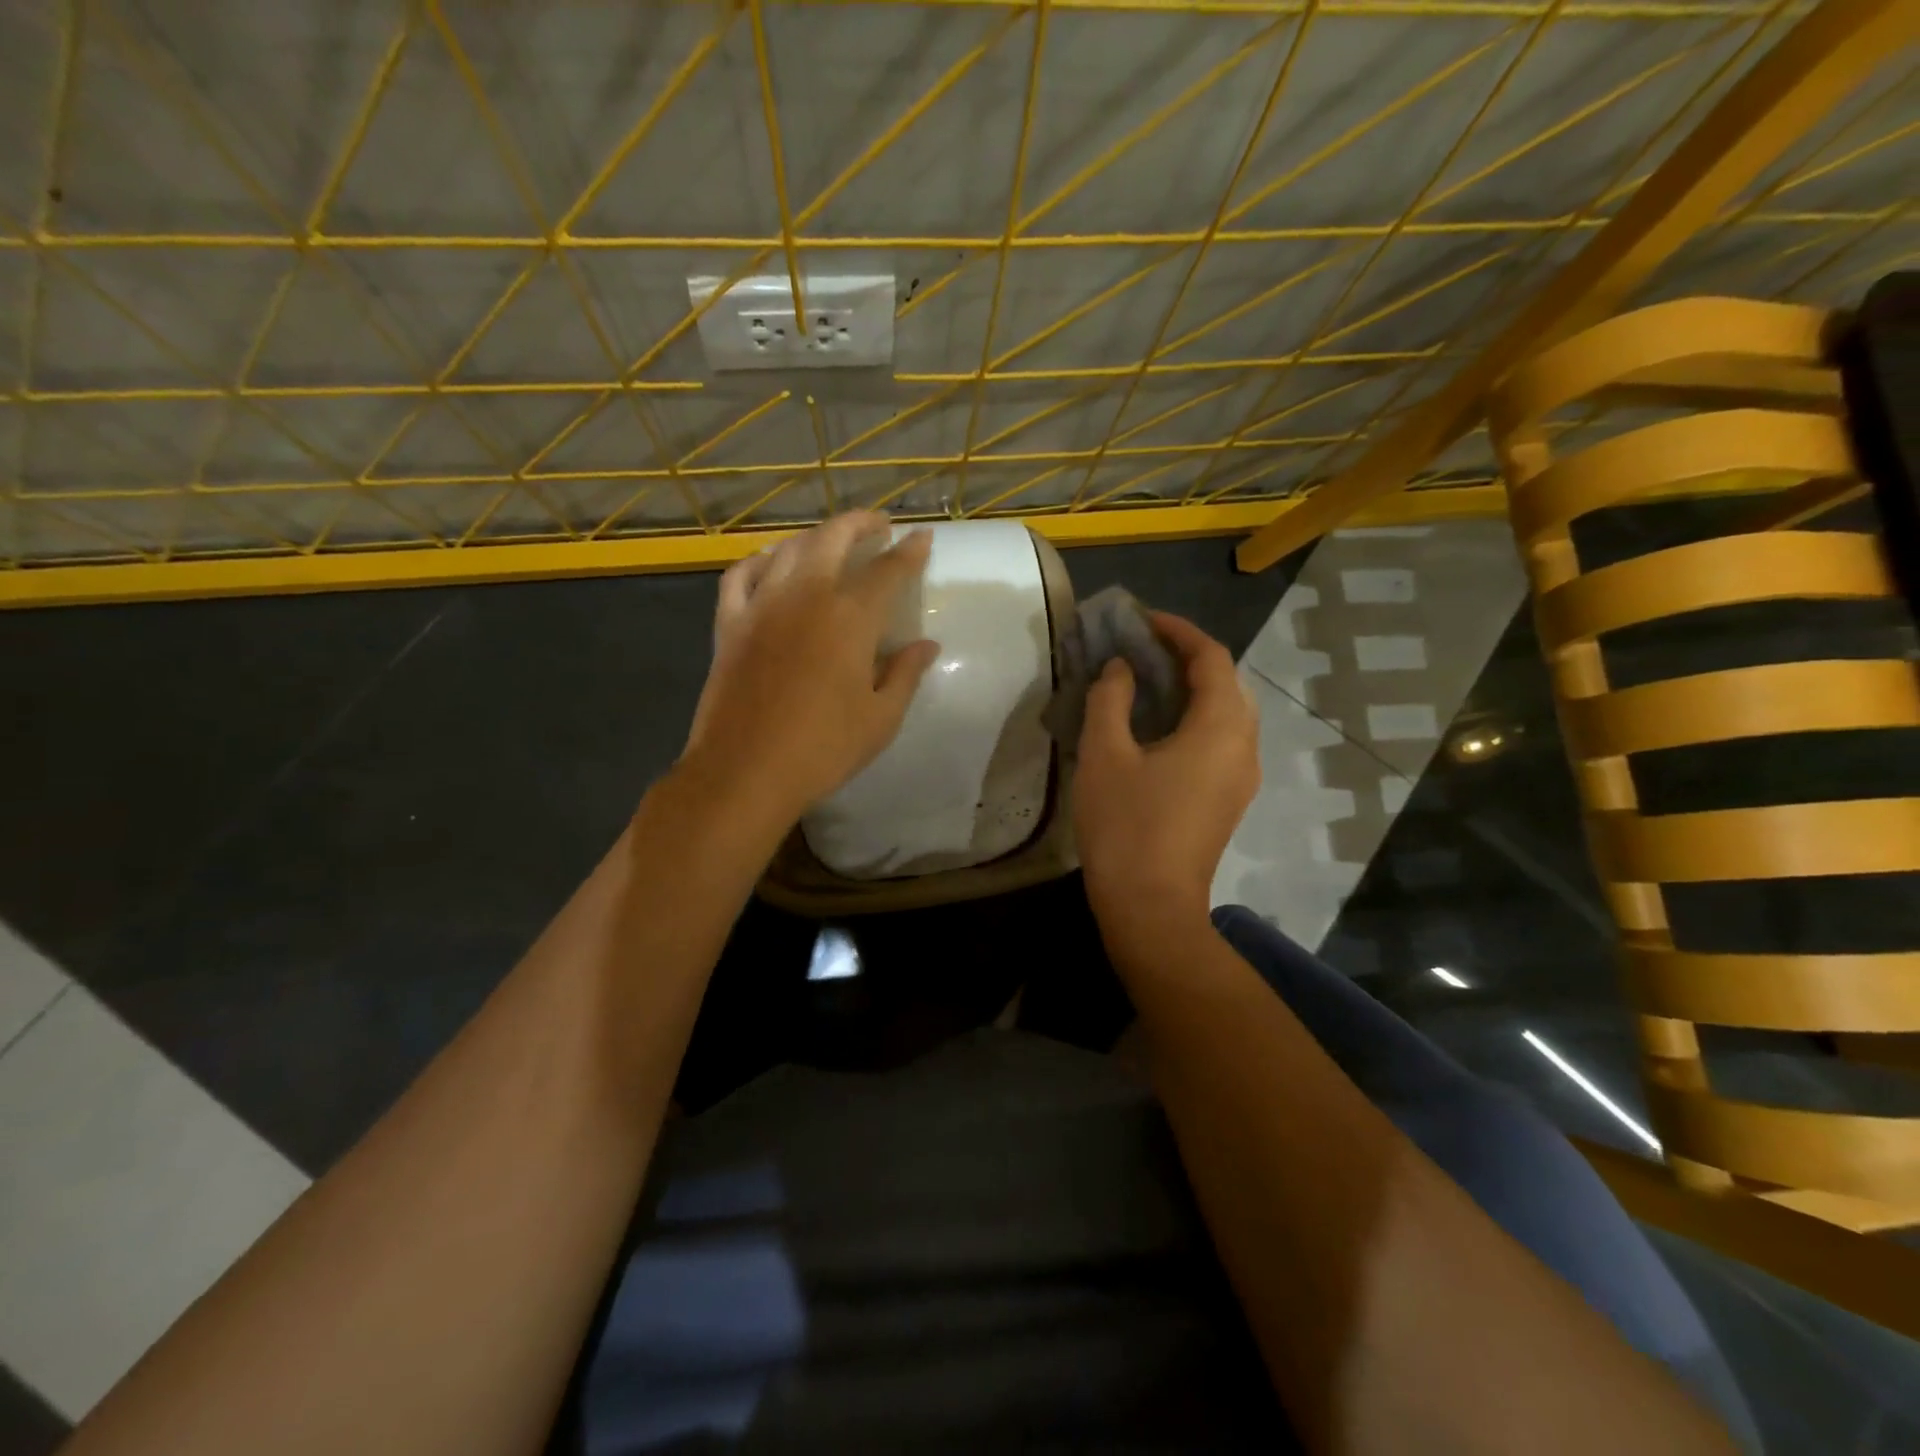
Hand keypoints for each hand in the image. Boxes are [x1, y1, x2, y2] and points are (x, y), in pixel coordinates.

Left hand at [681, 512, 939, 825]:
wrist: (745, 771)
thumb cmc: (824, 749)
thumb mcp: (881, 718)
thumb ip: (906, 674)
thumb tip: (927, 645)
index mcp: (851, 618)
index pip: (888, 570)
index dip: (910, 552)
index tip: (922, 538)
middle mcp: (806, 596)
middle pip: (834, 538)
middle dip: (861, 524)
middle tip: (879, 527)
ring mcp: (762, 604)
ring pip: (789, 548)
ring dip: (816, 537)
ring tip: (832, 542)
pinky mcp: (729, 623)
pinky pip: (742, 574)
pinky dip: (761, 560)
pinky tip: (772, 564)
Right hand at [1073, 612, 1258, 935]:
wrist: (1150, 906)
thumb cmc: (1125, 825)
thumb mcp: (1105, 754)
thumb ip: (1112, 699)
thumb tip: (1122, 669)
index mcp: (1220, 728)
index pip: (1212, 658)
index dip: (1178, 631)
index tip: (1141, 620)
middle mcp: (1243, 747)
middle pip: (1226, 683)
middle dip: (1186, 657)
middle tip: (1141, 648)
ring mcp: (1240, 777)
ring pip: (1225, 713)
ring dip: (1191, 689)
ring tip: (1146, 681)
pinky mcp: (1228, 799)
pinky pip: (1219, 740)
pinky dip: (1193, 718)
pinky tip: (1156, 727)